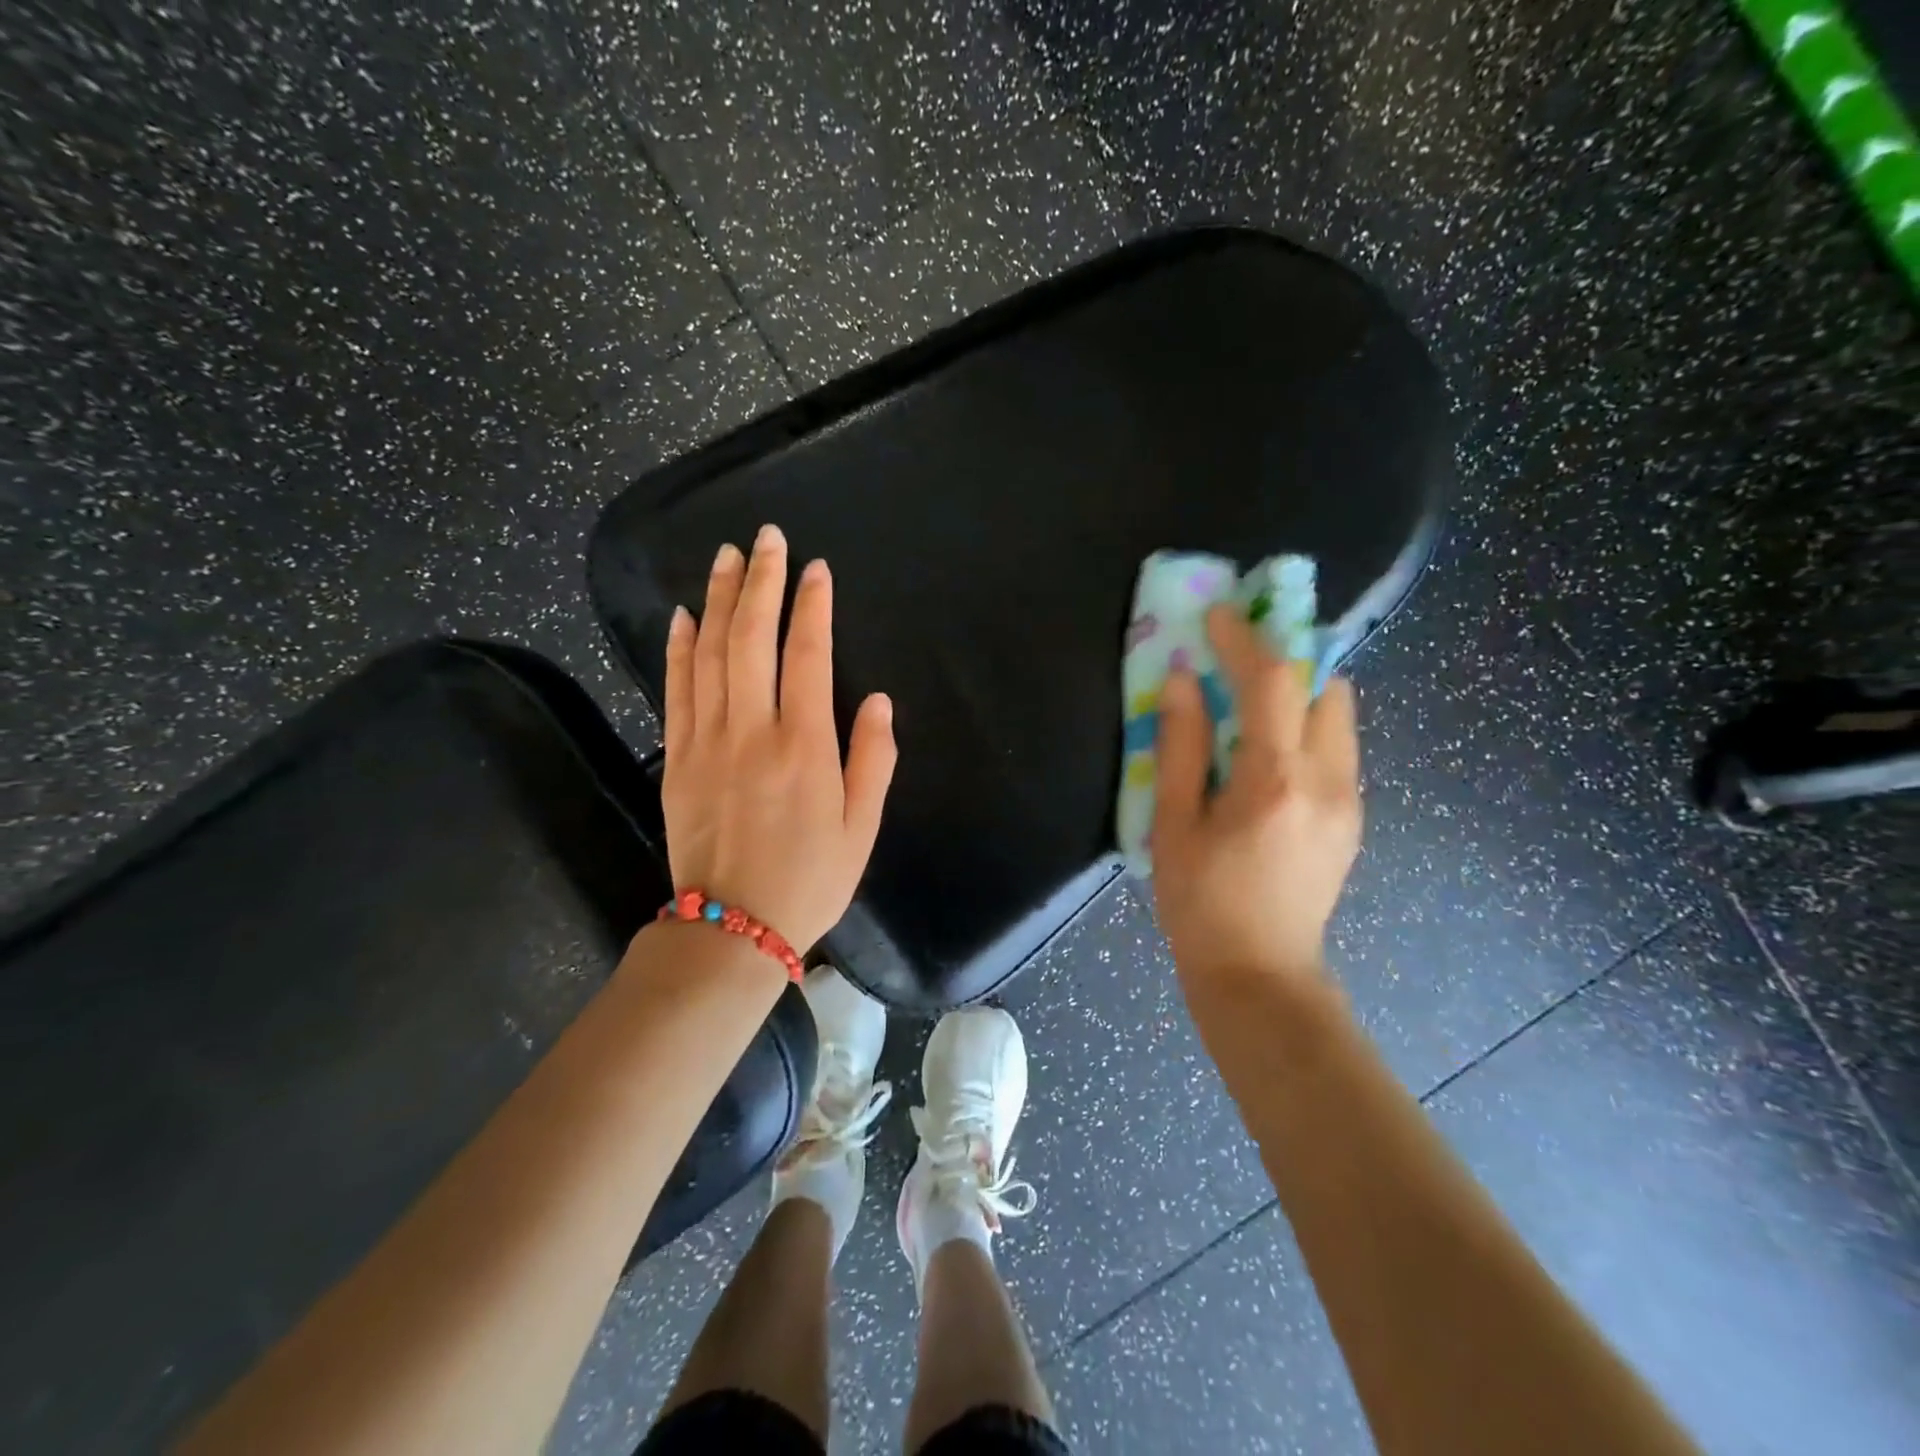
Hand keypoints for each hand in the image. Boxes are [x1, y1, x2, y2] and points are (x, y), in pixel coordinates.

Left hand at [661, 524, 897, 952]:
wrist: (731, 929)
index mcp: (804, 746)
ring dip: (719, 600)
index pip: (806, 654)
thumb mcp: (862, 828)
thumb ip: (873, 759)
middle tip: (766, 537)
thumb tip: (875, 699)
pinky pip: (676, 689)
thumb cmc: (810, 879)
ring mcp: (706, 741)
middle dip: (761, 581)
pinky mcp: (676, 758)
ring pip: (710, 653)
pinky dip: (679, 648)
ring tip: (726, 557)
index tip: (816, 569)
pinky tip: (685, 615)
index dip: (811, 606)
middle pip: (752, 638)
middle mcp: (751, 731)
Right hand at [1150, 604, 1361, 985]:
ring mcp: (1350, 799)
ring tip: (1252, 702)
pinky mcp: (1353, 816)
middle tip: (1238, 657)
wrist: (1260, 974)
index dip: (1243, 639)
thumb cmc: (1201, 901)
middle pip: (1324, 685)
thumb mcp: (1173, 825)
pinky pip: (1337, 746)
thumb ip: (1180, 748)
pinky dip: (1307, 726)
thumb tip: (1180, 681)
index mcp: (1274, 781)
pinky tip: (1267, 753)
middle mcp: (1328, 779)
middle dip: (1285, 658)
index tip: (1216, 615)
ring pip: (1338, 714)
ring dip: (1299, 691)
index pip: (1271, 682)